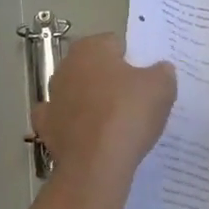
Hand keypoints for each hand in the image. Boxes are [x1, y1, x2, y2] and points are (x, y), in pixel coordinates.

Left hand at [32, 34, 175, 187]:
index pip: (115, 44)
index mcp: (90, 48)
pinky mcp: (46, 126)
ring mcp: (52, 97)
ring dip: (91, 103)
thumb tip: (160, 69)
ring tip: (117, 124)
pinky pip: (64, 121)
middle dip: (111, 80)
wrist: (96, 164)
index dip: (133, 61)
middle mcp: (65, 66)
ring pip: (77, 94)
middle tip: (135, 101)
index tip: (146, 80)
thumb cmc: (128, 113)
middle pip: (94, 68)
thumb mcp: (162, 87)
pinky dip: (75, 127)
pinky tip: (91, 138)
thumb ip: (162, 71)